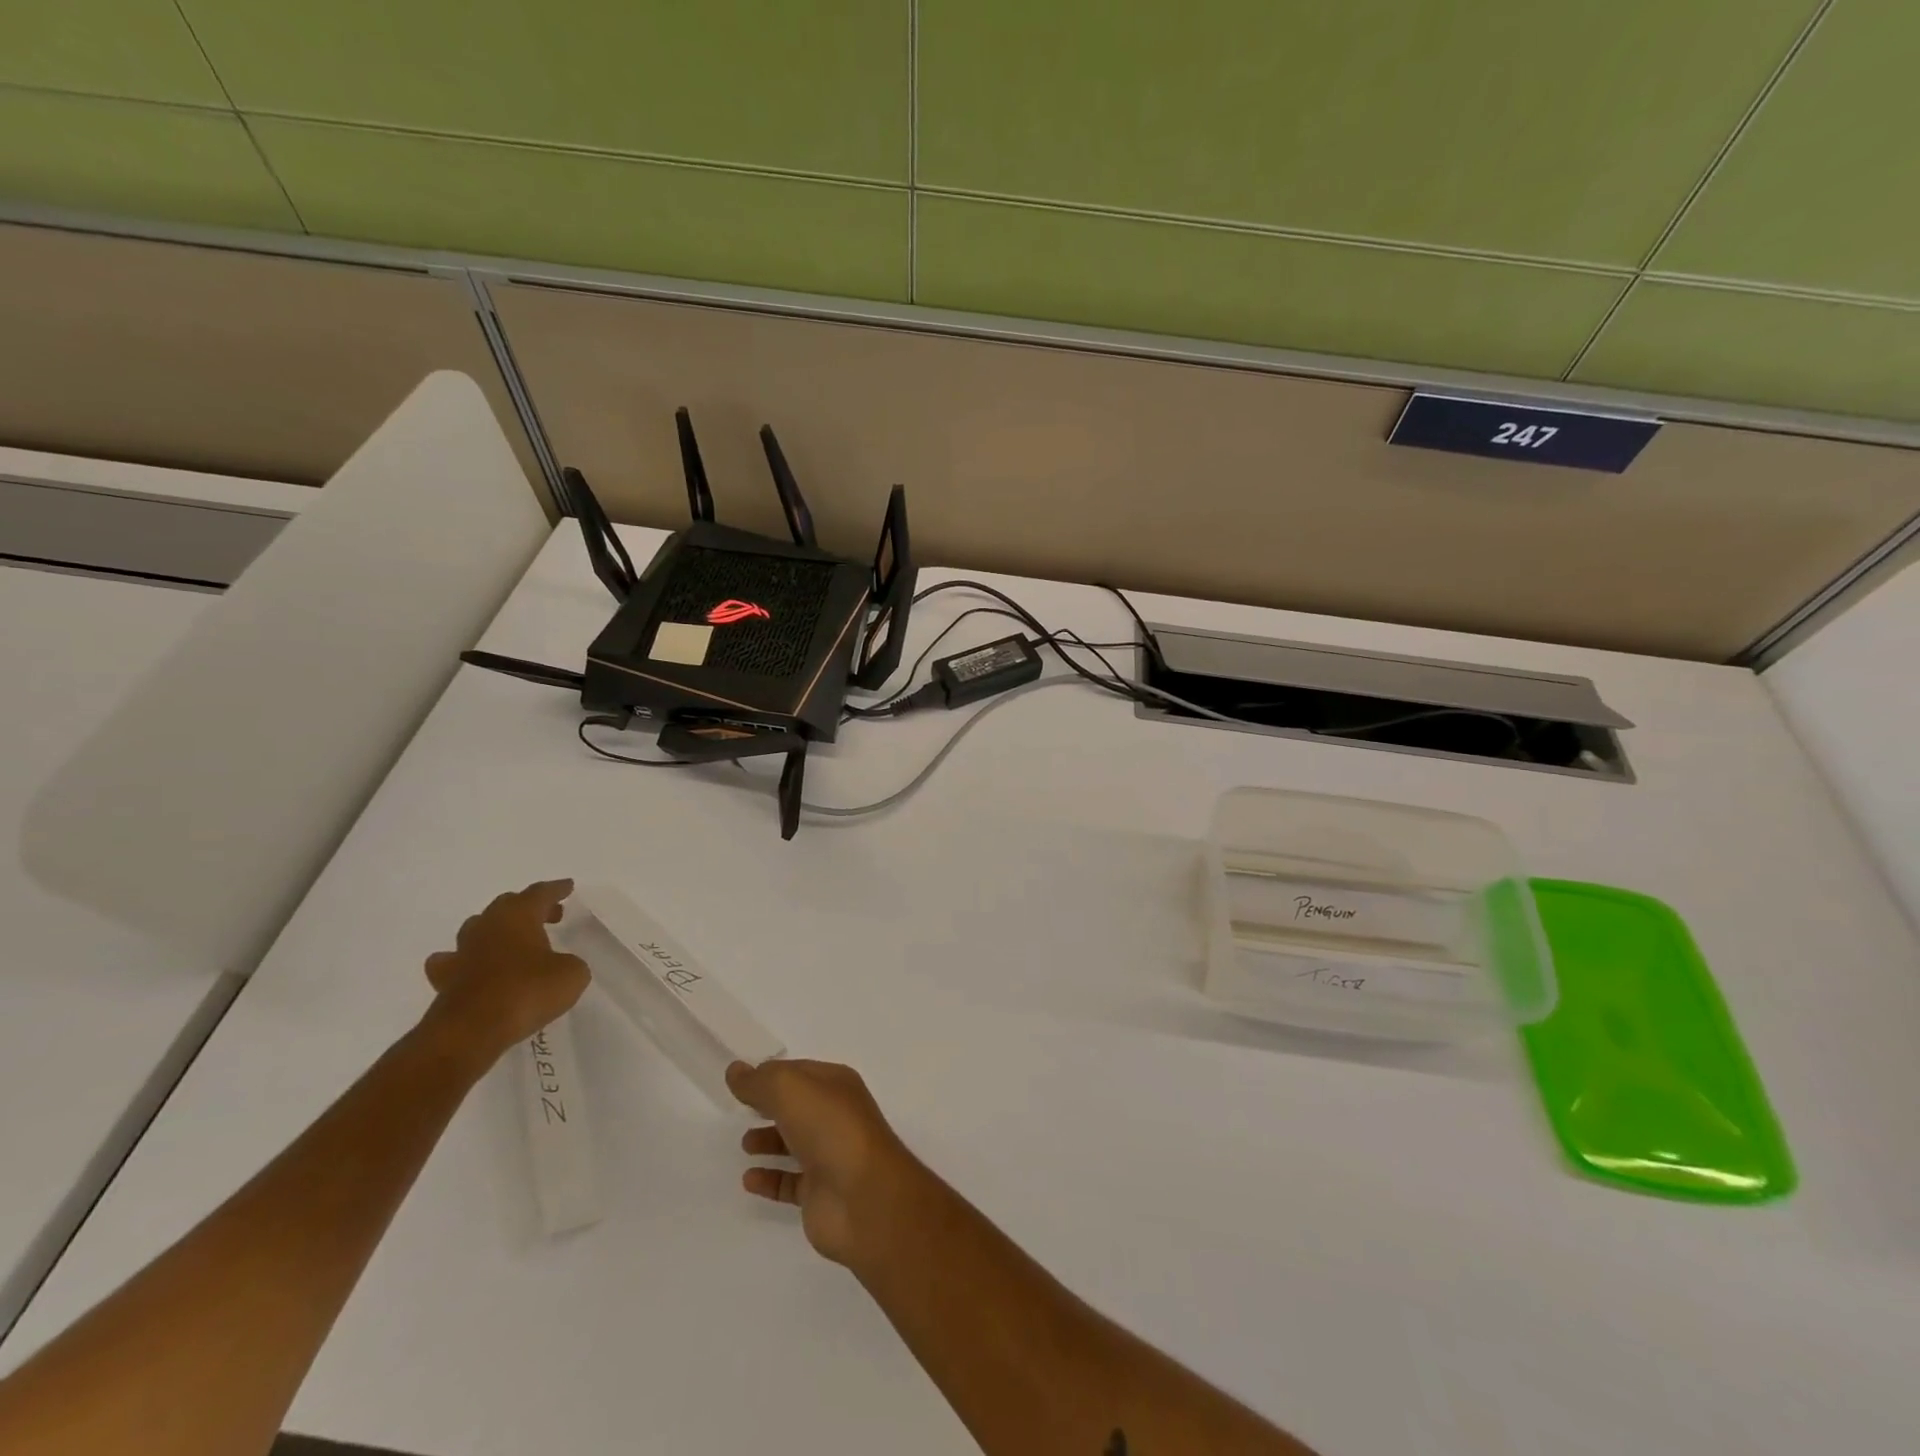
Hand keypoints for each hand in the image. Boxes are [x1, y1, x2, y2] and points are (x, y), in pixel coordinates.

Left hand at [420, 880, 588, 1069]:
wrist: (471, 1031)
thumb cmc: (527, 992)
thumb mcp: (572, 974)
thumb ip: (570, 963)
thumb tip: (560, 965)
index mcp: (519, 916)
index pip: (540, 893)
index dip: (557, 889)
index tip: (568, 886)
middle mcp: (487, 926)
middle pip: (508, 904)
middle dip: (530, 907)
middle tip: (550, 915)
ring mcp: (462, 952)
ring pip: (479, 927)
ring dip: (497, 929)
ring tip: (514, 939)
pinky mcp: (445, 980)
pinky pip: (453, 961)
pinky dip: (466, 960)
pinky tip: (472, 966)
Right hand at [729, 1059, 928, 1268]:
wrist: (863, 1196)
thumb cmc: (830, 1129)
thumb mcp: (790, 1090)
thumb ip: (760, 1081)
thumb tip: (735, 1070)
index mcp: (836, 1084)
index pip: (799, 1072)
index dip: (771, 1074)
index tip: (741, 1080)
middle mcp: (835, 1116)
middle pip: (797, 1106)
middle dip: (771, 1105)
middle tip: (741, 1109)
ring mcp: (830, 1155)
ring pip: (795, 1142)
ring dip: (769, 1140)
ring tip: (745, 1143)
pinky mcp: (820, 1193)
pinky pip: (789, 1182)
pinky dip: (770, 1179)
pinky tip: (749, 1179)